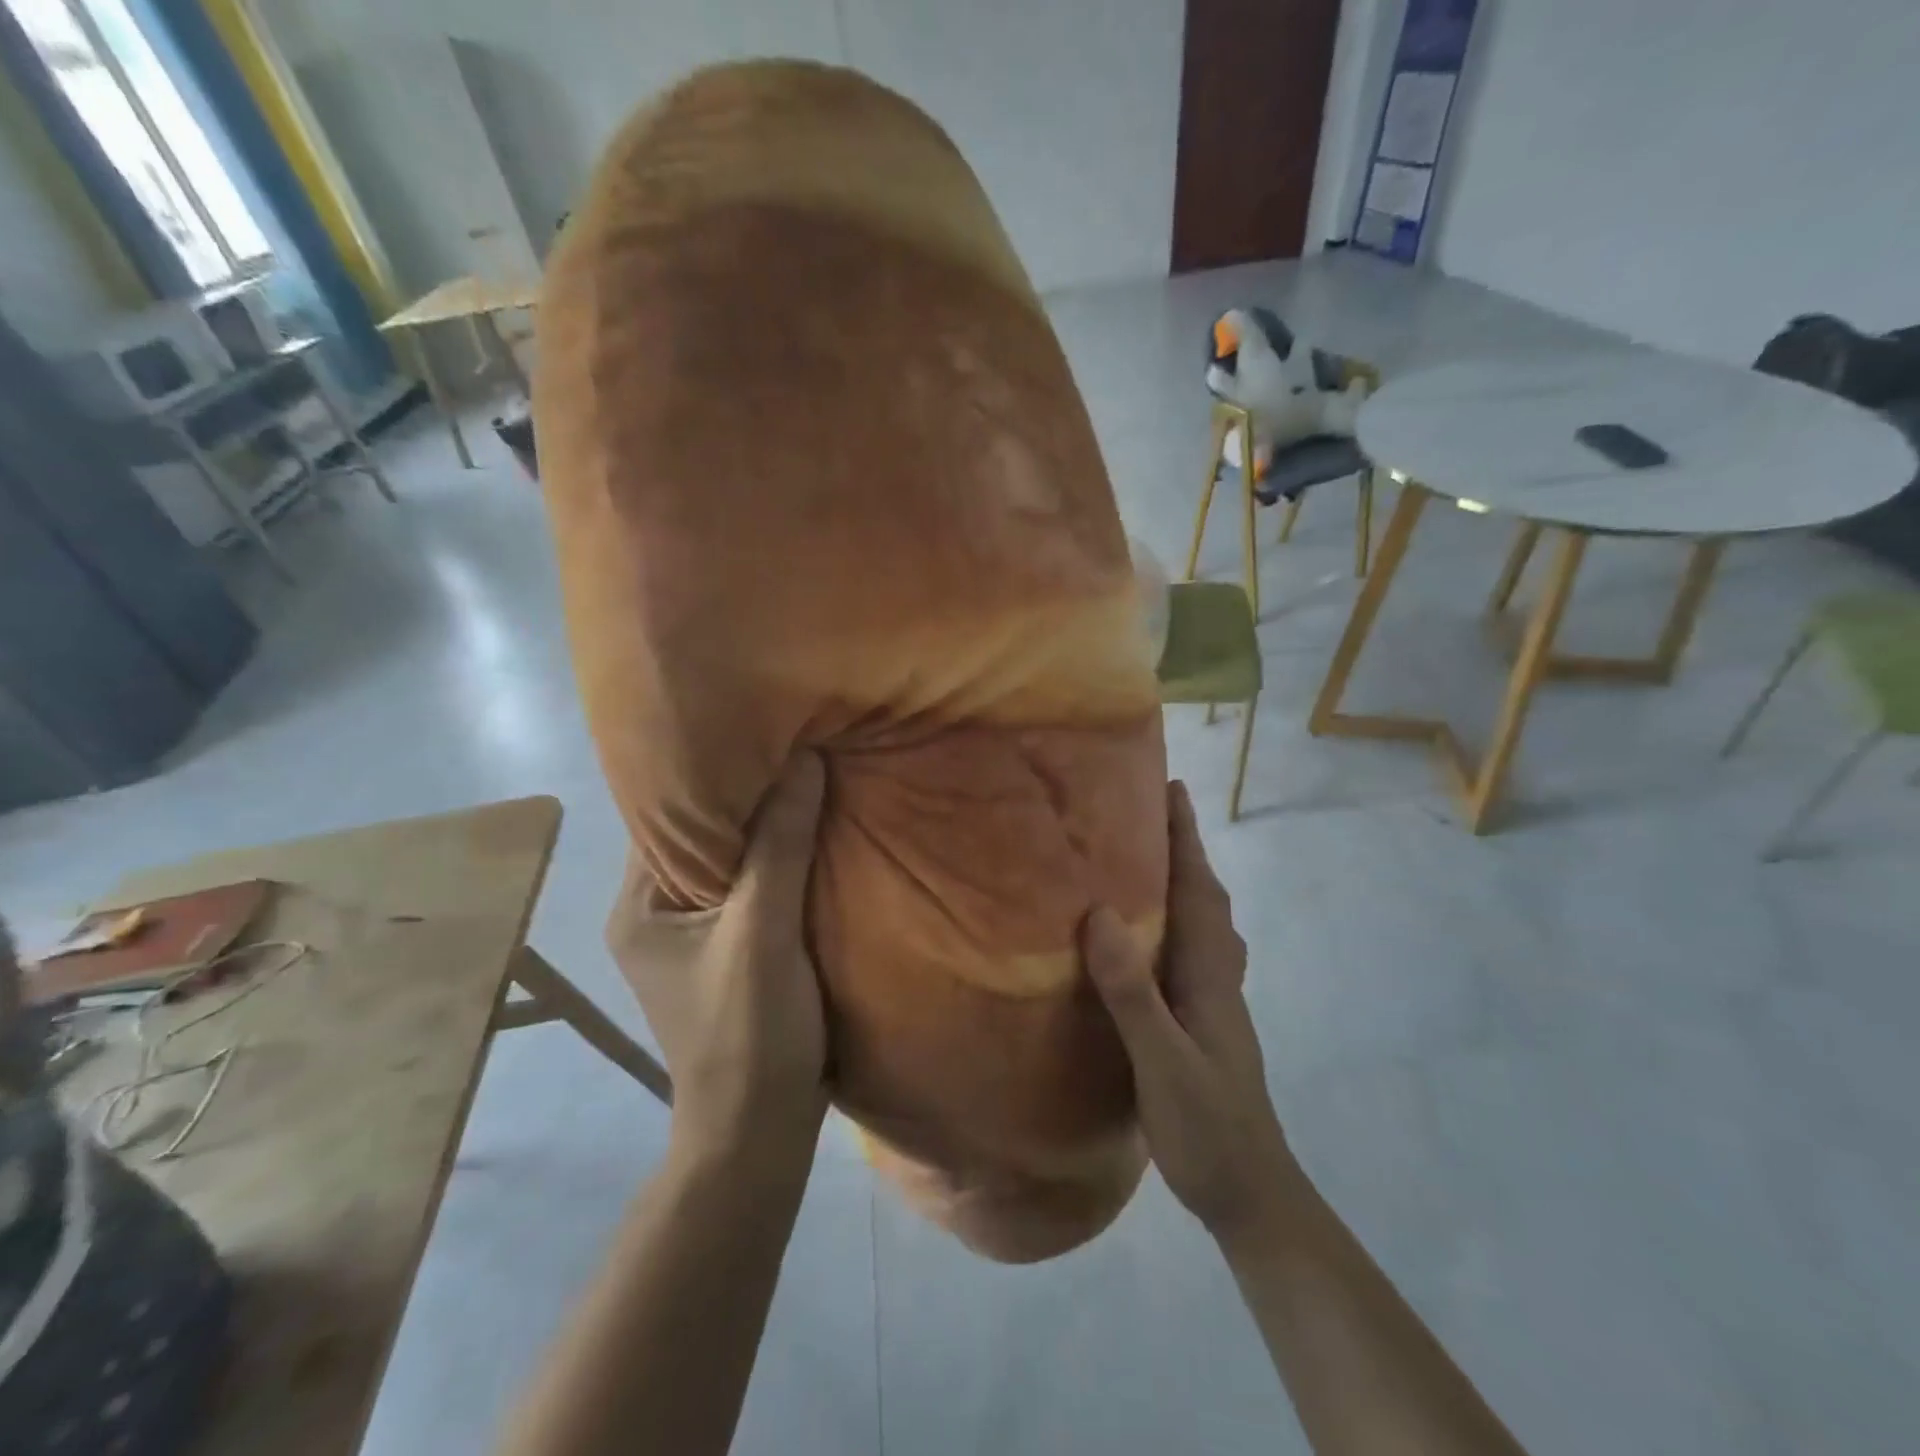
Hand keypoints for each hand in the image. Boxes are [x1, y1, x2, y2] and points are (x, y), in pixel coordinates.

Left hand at [606, 754, 829, 1166]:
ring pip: (734, 863)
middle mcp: (657, 913)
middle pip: (703, 835)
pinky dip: (782, 864)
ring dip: (770, 831)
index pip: (667, 816)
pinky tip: (818, 837)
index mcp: (640, 904)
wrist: (761, 1132)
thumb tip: (804, 759)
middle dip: (748, 797)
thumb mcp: (763, 932)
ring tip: (812, 779)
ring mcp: (695, 936)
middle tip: (795, 745)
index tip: (759, 731)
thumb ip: (781, 846)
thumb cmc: (749, 1031)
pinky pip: (755, 890)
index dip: (711, 772)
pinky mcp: (731, 952)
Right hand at [1081, 782, 1299, 1243]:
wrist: (1252, 1193)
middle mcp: (1218, 976)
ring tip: (1147, 859)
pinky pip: (1193, 949)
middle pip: (1206, 897)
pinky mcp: (1208, 1020)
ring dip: (1184, 881)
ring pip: (1203, 922)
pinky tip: (1154, 934)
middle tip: (1150, 812)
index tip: (1172, 788)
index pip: (1198, 890)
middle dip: (1184, 849)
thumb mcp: (1163, 1063)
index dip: (1185, 838)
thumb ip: (1133, 992)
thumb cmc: (1207, 1127)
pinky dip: (1178, 919)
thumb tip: (1100, 914)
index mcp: (1208, 974)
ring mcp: (1217, 1000)